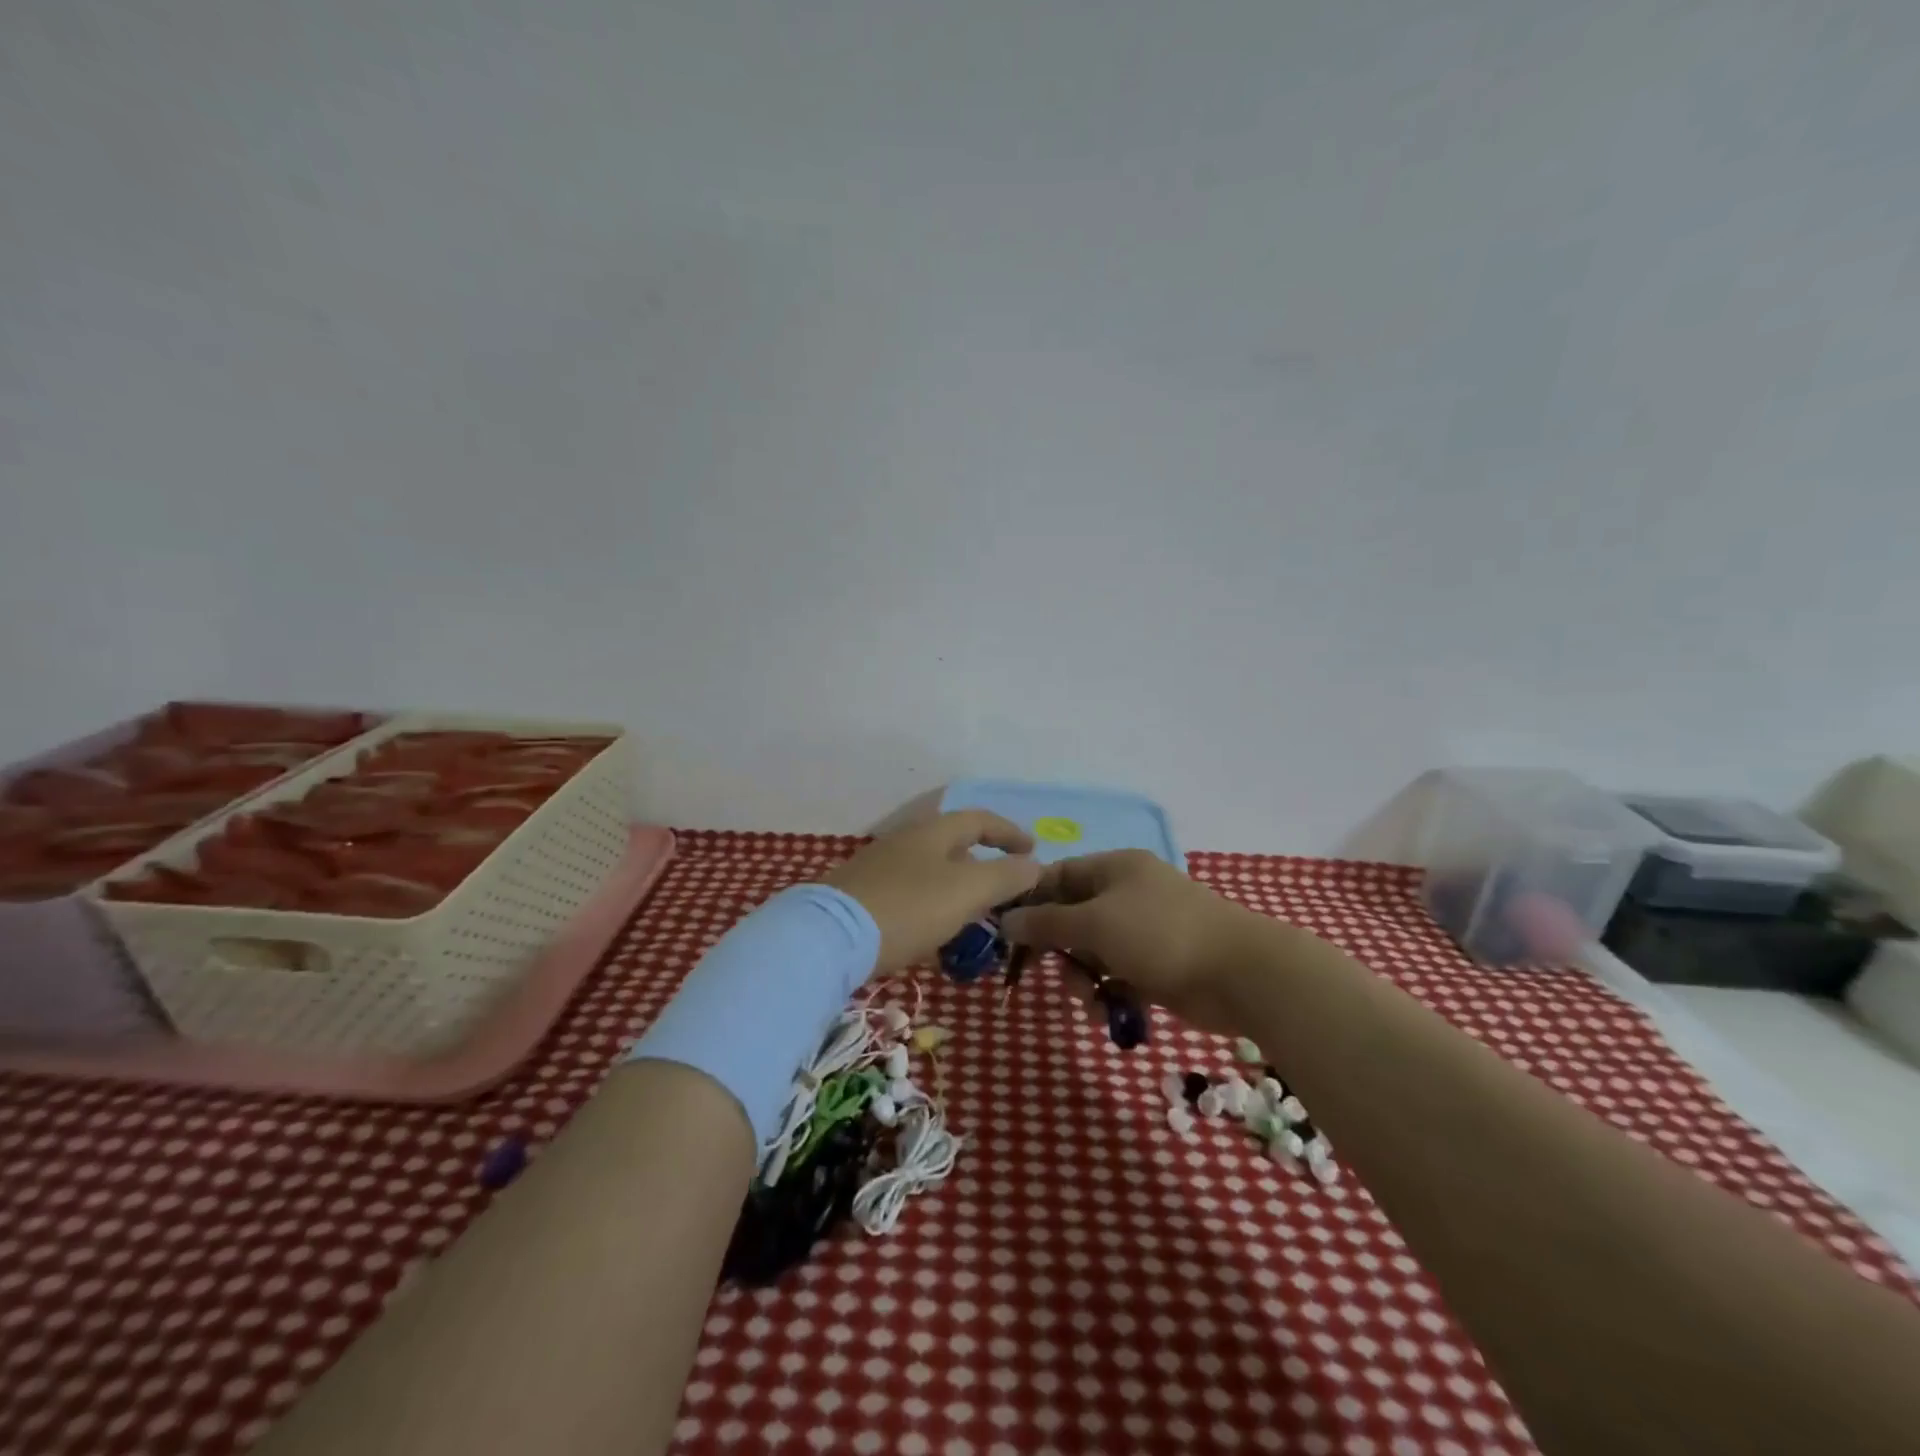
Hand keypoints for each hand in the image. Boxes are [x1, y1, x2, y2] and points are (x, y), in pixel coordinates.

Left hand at [820, 811, 1041, 975]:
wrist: (828, 938)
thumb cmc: (908, 908)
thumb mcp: (967, 891)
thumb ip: (1005, 876)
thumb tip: (1035, 865)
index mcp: (933, 831)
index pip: (980, 819)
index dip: (1010, 833)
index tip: (1033, 851)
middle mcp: (905, 841)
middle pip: (954, 845)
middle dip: (984, 865)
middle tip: (1005, 892)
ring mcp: (880, 867)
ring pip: (932, 872)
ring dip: (958, 890)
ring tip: (974, 920)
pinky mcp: (862, 896)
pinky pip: (910, 895)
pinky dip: (932, 908)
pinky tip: (932, 937)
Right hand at [1000, 849, 1280, 1034]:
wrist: (1241, 975)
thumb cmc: (1161, 935)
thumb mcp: (1095, 924)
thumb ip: (1047, 922)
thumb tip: (1005, 919)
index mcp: (1115, 869)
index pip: (1059, 876)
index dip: (1030, 900)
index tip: (1006, 931)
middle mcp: (1127, 895)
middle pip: (1073, 918)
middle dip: (1058, 948)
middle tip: (1042, 971)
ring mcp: (1145, 932)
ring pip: (1092, 953)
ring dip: (1082, 978)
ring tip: (1090, 999)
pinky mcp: (1157, 967)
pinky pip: (1117, 977)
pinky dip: (1108, 994)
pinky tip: (1110, 1013)